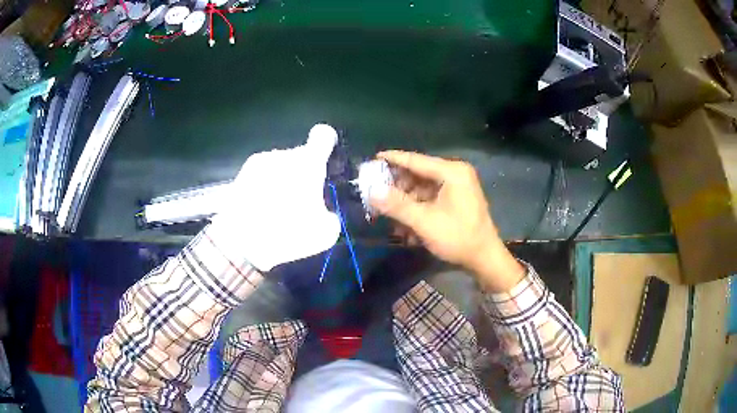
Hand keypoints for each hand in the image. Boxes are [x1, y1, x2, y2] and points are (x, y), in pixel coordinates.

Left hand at [211, 124, 340, 270]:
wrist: (237, 240)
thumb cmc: (285, 233)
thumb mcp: (324, 234)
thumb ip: (331, 216)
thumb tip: (326, 213)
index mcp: (308, 164)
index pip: (323, 136)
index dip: (328, 143)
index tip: (327, 158)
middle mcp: (283, 155)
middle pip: (300, 157)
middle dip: (305, 174)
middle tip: (303, 202)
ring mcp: (260, 162)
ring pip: (280, 166)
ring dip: (284, 181)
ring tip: (278, 209)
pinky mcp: (241, 174)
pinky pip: (263, 176)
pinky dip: (266, 187)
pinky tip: (262, 210)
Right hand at [369, 150, 523, 291]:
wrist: (484, 259)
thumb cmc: (458, 237)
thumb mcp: (424, 222)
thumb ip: (397, 205)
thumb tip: (371, 191)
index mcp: (452, 172)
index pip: (416, 160)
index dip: (393, 159)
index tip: (373, 159)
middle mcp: (455, 174)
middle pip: (418, 175)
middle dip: (397, 189)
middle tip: (376, 196)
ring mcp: (457, 188)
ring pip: (422, 189)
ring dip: (406, 204)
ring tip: (390, 218)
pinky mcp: (456, 200)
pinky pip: (431, 200)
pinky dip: (417, 210)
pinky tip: (406, 228)